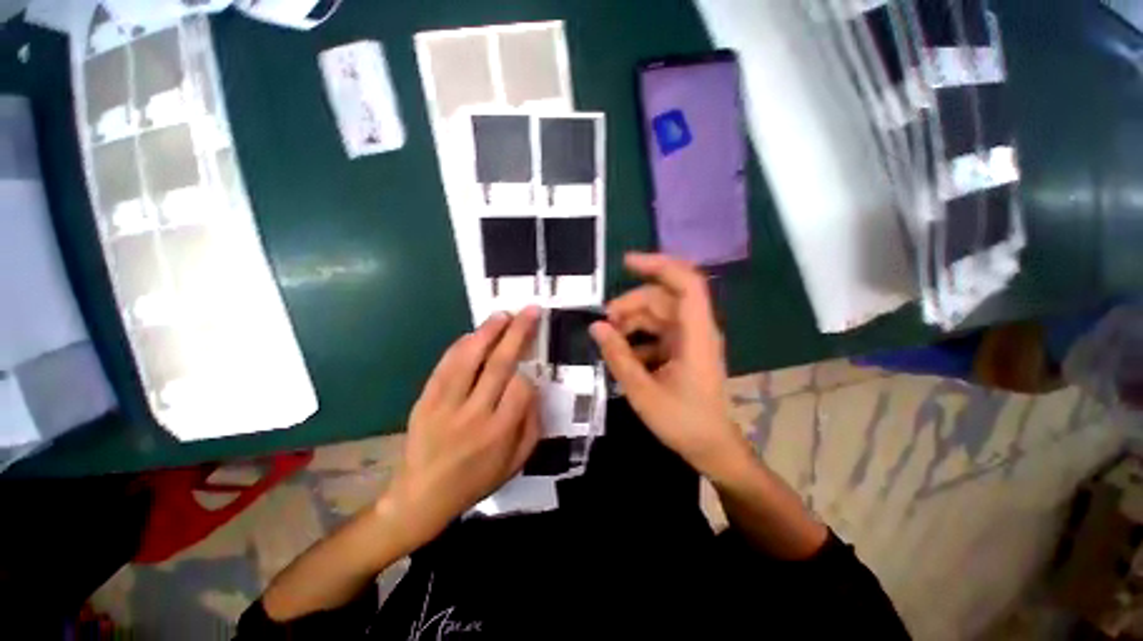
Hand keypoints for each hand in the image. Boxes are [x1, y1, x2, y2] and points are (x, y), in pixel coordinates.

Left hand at [383, 308, 541, 550]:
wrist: (421, 498)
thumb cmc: (475, 481)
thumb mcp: (516, 464)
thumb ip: (532, 426)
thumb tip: (535, 389)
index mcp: (499, 432)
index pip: (521, 388)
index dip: (529, 373)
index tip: (530, 370)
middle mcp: (474, 414)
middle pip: (499, 364)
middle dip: (517, 333)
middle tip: (530, 311)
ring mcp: (446, 405)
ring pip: (469, 359)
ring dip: (488, 332)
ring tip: (503, 314)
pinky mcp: (426, 400)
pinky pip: (445, 367)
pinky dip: (460, 346)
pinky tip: (473, 333)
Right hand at [591, 253, 751, 480]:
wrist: (713, 448)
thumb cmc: (684, 422)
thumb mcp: (643, 391)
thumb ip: (618, 357)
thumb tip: (596, 327)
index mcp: (696, 334)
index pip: (686, 283)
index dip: (659, 265)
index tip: (626, 263)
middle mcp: (696, 329)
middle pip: (662, 298)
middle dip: (630, 304)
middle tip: (604, 322)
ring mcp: (689, 339)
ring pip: (657, 314)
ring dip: (631, 321)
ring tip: (609, 338)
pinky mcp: (683, 349)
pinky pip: (657, 331)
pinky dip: (638, 337)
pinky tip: (623, 354)